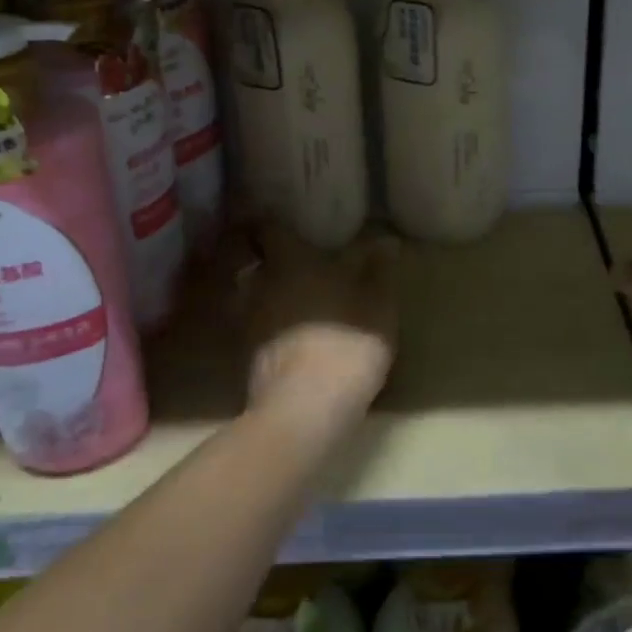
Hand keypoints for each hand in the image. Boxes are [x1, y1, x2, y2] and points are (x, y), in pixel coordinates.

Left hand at [240, 225, 399, 422]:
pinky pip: (255, 328)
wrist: (304, 411)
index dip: (271, 222)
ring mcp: (248, 323)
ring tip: (290, 298)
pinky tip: (289, 335)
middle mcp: (261, 285)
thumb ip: (379, 270)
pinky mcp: (246, 358)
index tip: (282, 220)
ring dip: (266, 294)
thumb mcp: (378, 305)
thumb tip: (385, 241)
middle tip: (292, 260)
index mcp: (290, 262)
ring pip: (252, 296)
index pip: (268, 229)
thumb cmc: (345, 343)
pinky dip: (267, 326)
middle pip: (254, 262)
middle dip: (268, 259)